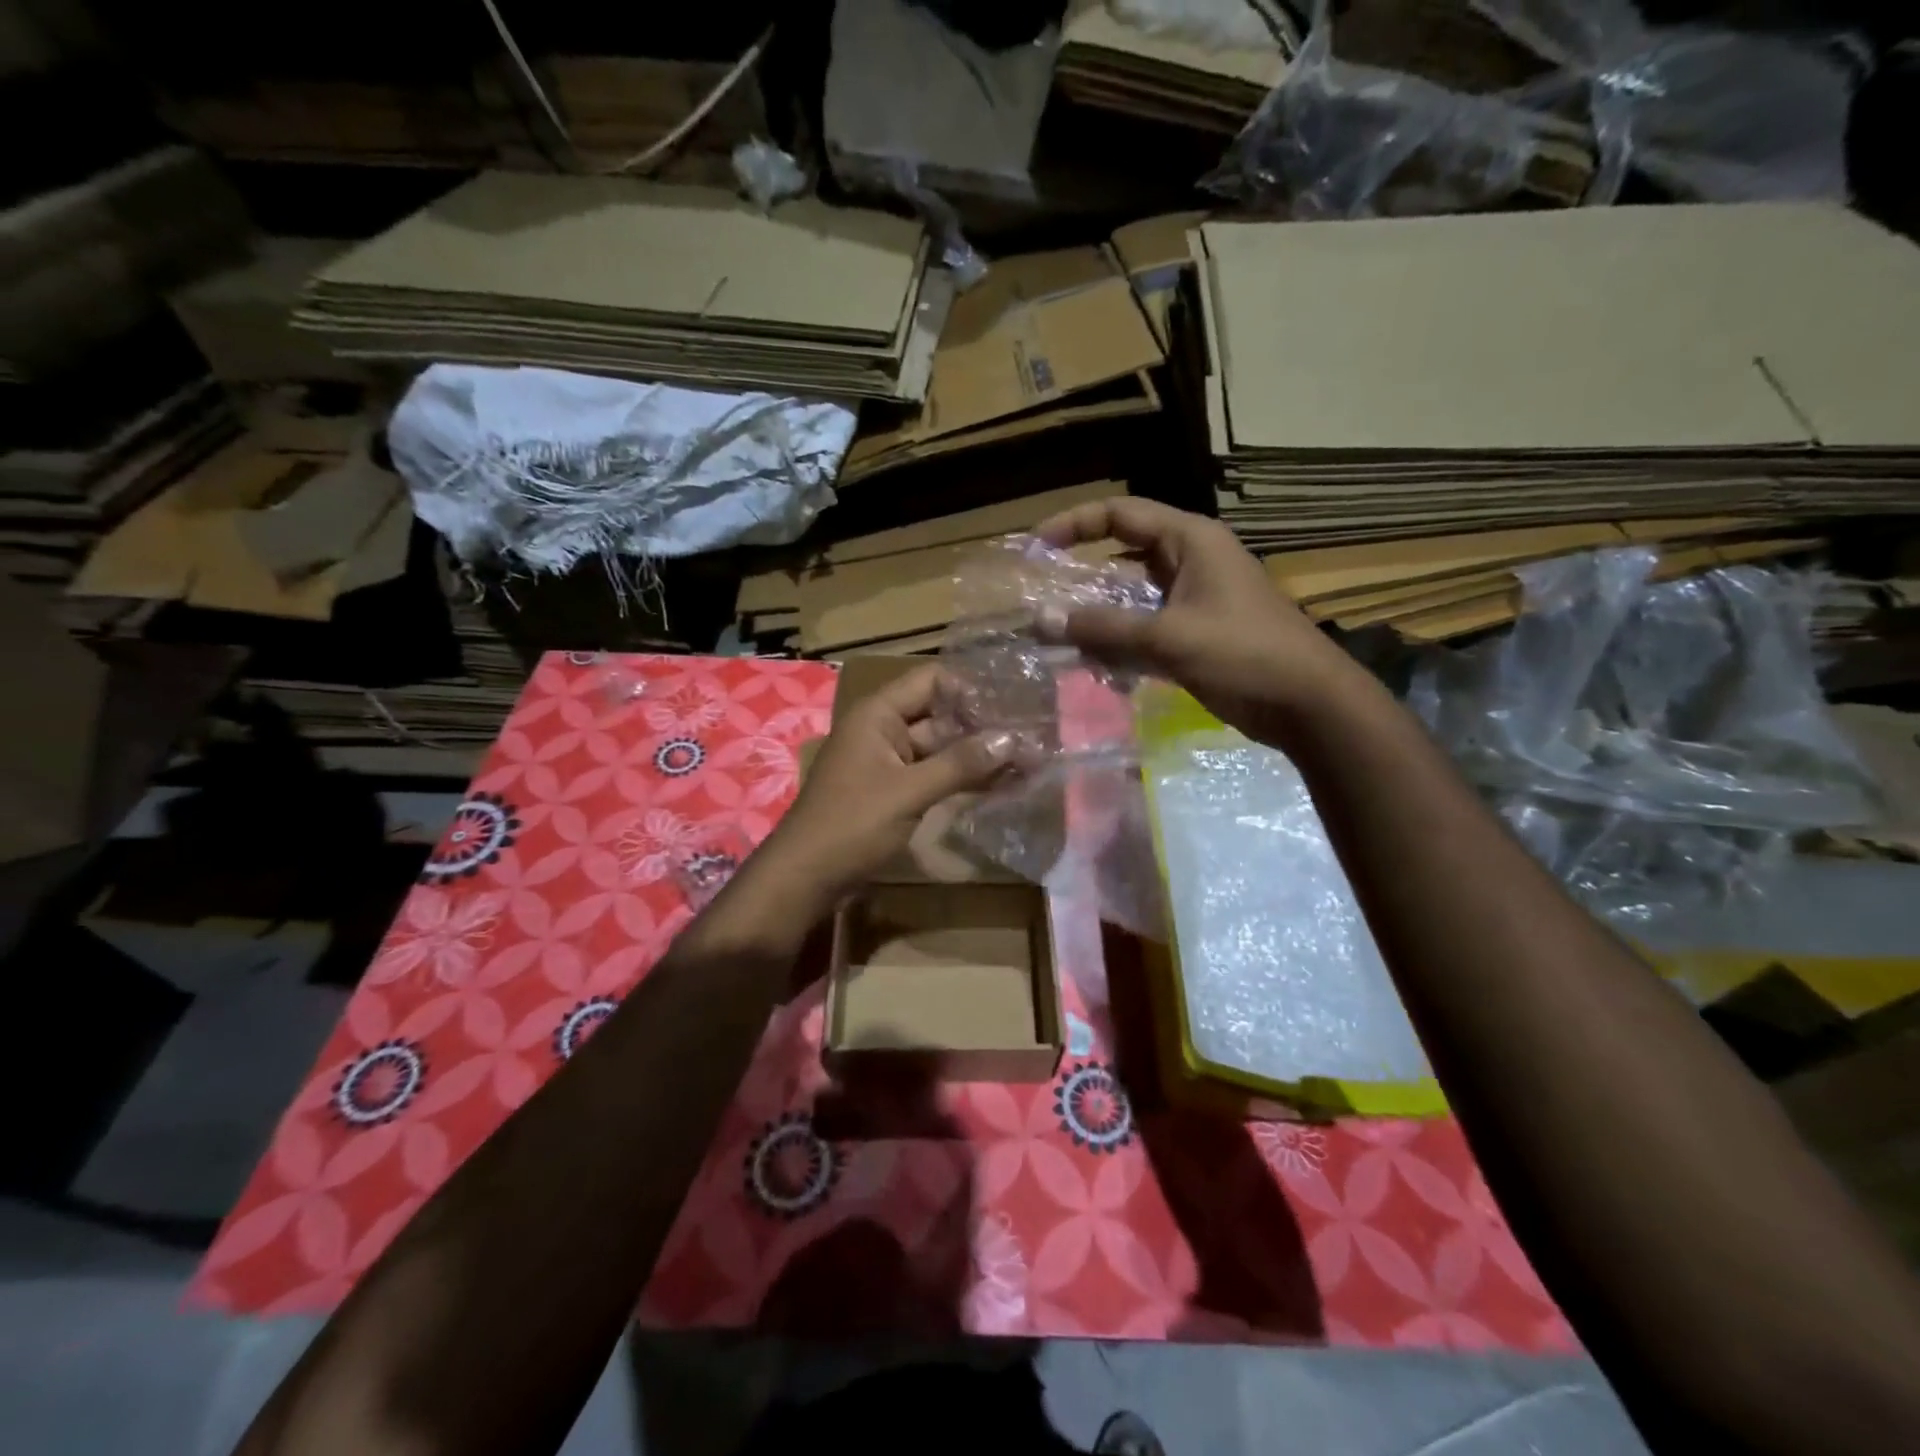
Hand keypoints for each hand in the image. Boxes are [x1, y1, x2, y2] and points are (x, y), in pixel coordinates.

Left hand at [756, 664, 1012, 913]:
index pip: (932, 681)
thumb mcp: (908, 791)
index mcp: (879, 714)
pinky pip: (934, 775)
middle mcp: (884, 730)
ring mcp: (890, 762)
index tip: (1015, 699)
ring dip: (977, 754)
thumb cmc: (851, 824)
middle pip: (940, 715)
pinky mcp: (895, 792)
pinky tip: (1001, 783)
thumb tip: (1013, 739)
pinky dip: (962, 778)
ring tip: (1028, 757)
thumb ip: (960, 764)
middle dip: (983, 724)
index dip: (971, 687)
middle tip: (1032, 730)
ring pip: (940, 748)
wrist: (806, 877)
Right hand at [1034, 497, 1373, 748]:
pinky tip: (1097, 665)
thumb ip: (1104, 629)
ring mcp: (1195, 598)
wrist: (1308, 704)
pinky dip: (1120, 642)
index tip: (1035, 549)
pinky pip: (1146, 627)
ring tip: (1062, 639)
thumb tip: (1041, 620)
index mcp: (1190, 541)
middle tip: (1043, 599)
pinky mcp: (1197, 632)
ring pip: (1132, 597)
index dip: (1073, 524)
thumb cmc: (1244, 655)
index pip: (1120, 513)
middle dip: (1082, 577)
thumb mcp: (1169, 638)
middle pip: (1122, 555)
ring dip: (1099, 616)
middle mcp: (1191, 561)